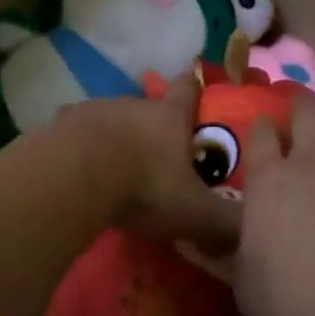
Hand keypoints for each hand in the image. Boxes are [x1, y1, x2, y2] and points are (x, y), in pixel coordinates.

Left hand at [53, 76, 242, 255]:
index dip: (195, 86)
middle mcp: (134, 104)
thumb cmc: (144, 186)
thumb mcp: (195, 212)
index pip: (189, 89)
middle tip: (158, 153)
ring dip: (117, 137)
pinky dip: (82, 148)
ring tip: (117, 166)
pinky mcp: (62, 124)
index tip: (197, 83)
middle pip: (148, 107)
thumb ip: (225, 223)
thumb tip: (252, 233)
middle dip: (154, 126)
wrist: (74, 176)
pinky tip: (81, 171)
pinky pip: (78, 134)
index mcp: (170, 116)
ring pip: (112, 119)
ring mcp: (95, 109)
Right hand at [233, 91, 314, 315]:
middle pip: (304, 113)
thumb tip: (209, 239)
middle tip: (301, 103)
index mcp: (267, 182)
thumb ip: (233, 250)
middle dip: (300, 103)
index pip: (259, 136)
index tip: (263, 127)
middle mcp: (309, 161)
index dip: (261, 127)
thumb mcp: (244, 283)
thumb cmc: (294, 308)